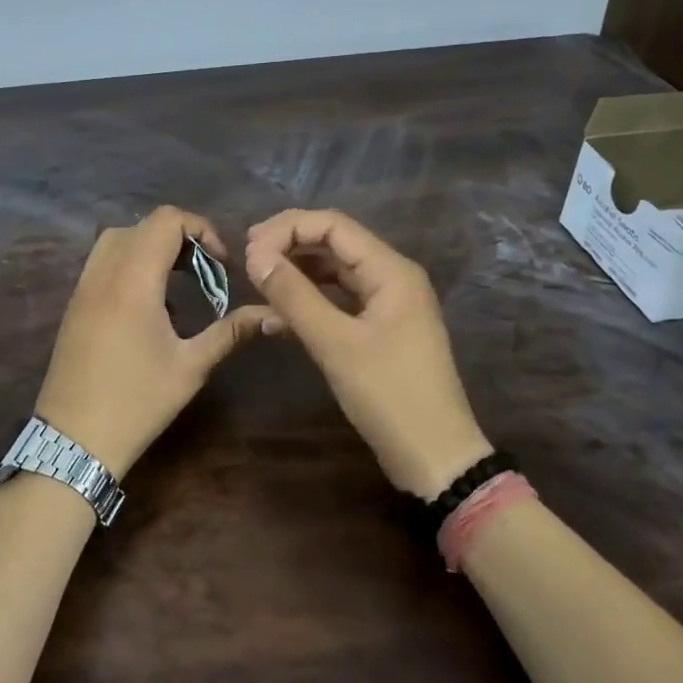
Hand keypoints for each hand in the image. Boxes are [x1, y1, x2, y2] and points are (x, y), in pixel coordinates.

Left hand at [35, 206, 273, 477]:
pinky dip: (129, 262)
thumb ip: (231, 332)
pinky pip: (103, 261)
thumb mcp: (191, 366)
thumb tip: (273, 315)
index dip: (201, 230)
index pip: (166, 220)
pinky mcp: (75, 304)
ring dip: (151, 247)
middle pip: (143, 225)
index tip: (221, 263)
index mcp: (134, 280)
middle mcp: (104, 272)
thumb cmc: (137, 401)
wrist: (74, 439)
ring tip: (178, 282)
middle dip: (180, 238)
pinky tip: (149, 303)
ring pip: (118, 239)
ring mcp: (84, 286)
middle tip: (204, 272)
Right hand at [245, 208, 491, 498]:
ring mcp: (388, 303)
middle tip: (248, 260)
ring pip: (335, 272)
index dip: (287, 229)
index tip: (248, 249)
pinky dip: (310, 301)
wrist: (434, 456)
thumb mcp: (335, 343)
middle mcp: (392, 276)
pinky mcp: (380, 328)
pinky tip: (278, 316)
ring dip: (297, 272)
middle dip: (290, 245)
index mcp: (391, 270)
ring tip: (259, 281)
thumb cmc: (389, 395)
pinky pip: (340, 300)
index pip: (333, 225)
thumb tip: (255, 257)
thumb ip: (294, 296)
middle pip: (334, 243)